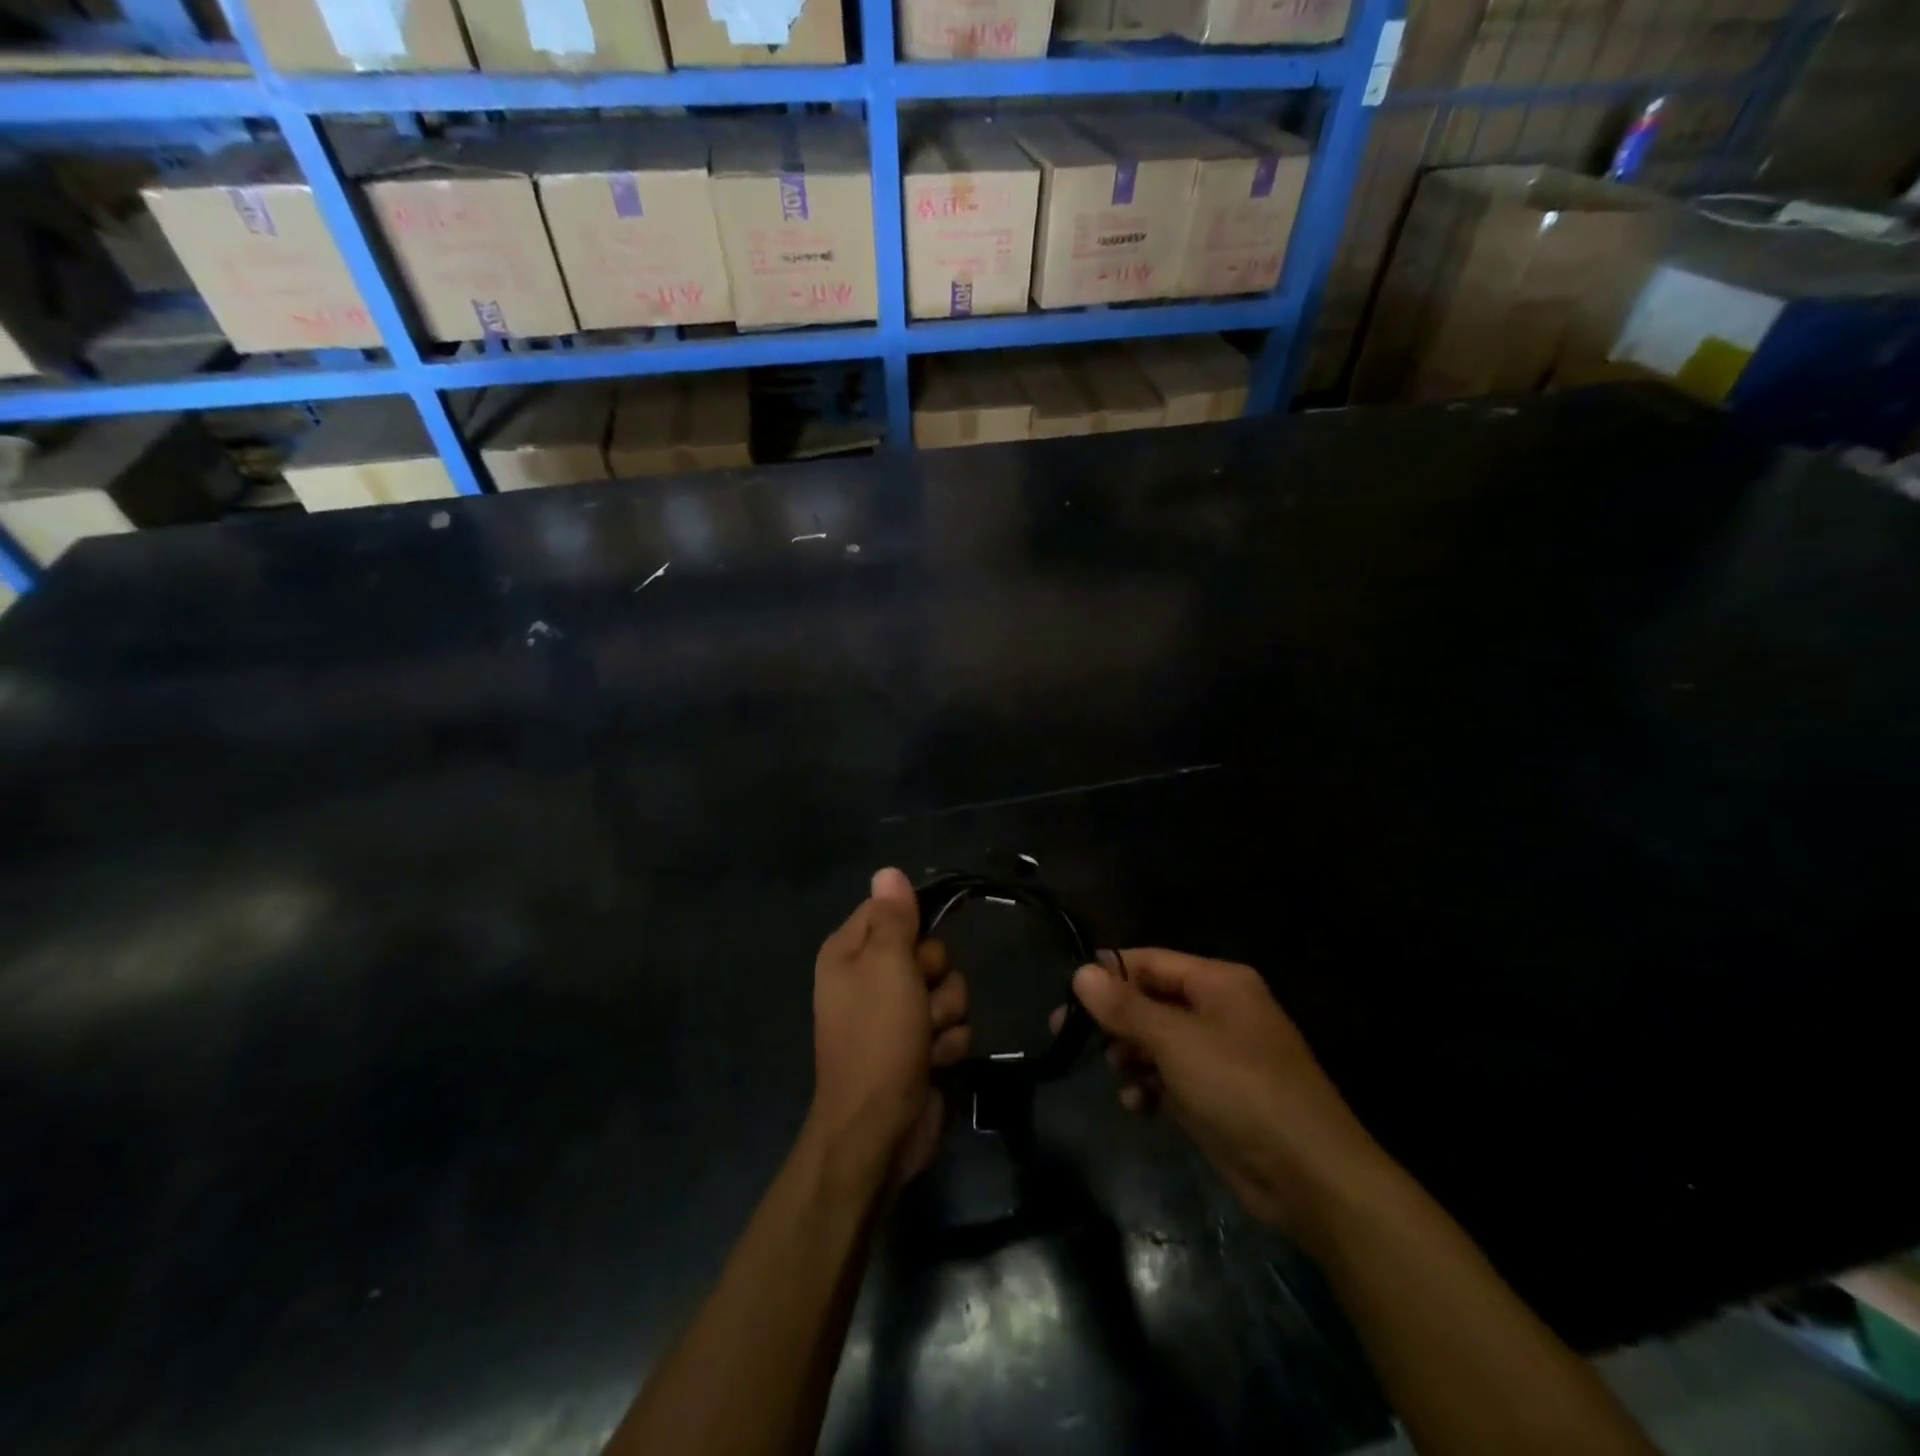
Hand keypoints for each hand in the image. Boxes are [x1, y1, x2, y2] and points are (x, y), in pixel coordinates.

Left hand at [809, 868, 970, 1186]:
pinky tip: (935, 1061)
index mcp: (849, 953)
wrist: (880, 1130)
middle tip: (919, 999)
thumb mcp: (886, 966)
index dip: (912, 925)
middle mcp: (870, 978)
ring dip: (945, 1014)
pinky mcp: (920, 1046)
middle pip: (927, 950)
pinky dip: (948, 1043)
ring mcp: (897, 1015)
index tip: (917, 944)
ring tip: (926, 1038)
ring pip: (948, 987)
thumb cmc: (878, 1037)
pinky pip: (952, 1025)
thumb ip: (892, 917)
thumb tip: (888, 871)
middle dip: (935, 976)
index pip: (889, 910)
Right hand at [1060, 949, 1384, 1248]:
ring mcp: (1220, 1055)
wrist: (1310, 1176)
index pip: (1151, 961)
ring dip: (1131, 1055)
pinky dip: (1151, 1086)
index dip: (1109, 972)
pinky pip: (1172, 1078)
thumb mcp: (1175, 1041)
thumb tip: (1080, 973)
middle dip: (1116, 1019)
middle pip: (1152, 1001)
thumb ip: (1125, 1007)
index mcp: (1219, 982)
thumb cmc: (1240, 1088)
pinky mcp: (1218, 1096)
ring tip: (1116, 1073)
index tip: (1066, 991)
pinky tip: (1137, 1104)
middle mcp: (1220, 1010)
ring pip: (1158, 1041)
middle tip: (1069, 1034)